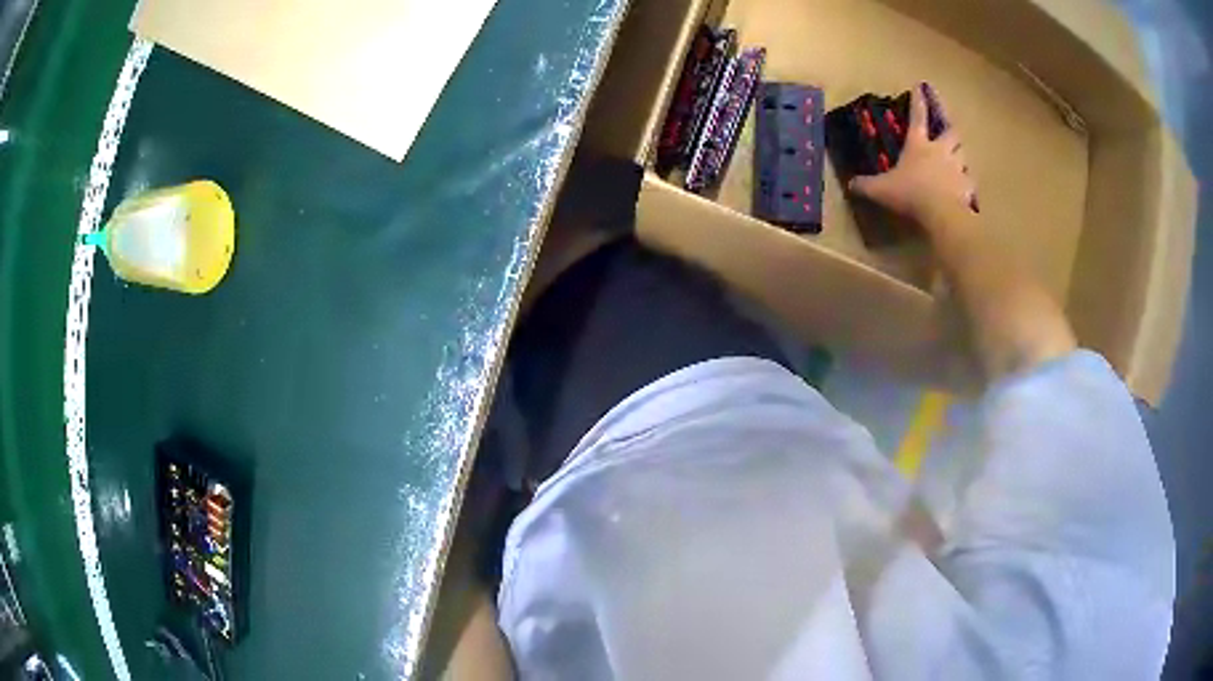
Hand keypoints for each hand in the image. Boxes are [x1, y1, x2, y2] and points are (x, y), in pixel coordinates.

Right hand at [849, 84, 975, 227]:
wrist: (941, 214)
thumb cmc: (910, 194)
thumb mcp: (881, 190)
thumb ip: (866, 185)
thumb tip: (850, 184)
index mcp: (918, 145)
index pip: (917, 116)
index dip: (918, 100)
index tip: (920, 86)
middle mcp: (940, 151)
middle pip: (951, 132)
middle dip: (950, 128)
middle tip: (949, 128)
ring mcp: (956, 168)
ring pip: (964, 154)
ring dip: (961, 154)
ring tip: (959, 158)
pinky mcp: (967, 186)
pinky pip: (970, 180)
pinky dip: (968, 181)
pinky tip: (966, 187)